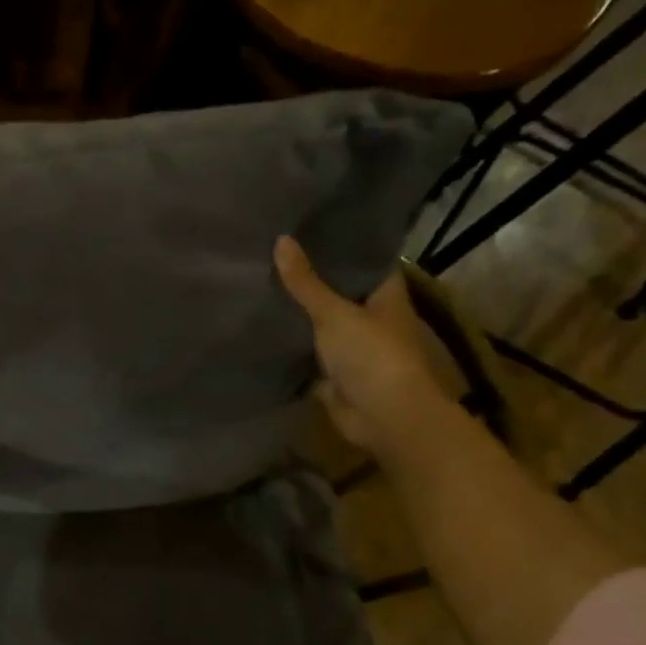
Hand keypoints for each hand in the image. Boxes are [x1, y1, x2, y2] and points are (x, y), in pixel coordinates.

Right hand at [273, 236, 449, 455]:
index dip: (341, 244)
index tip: (309, 227)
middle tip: (272, 252)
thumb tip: (281, 239)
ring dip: (298, 312)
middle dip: (310, 278)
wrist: (383, 417)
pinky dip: (290, 345)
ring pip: (320, 323)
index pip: (364, 260)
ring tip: (260, 283)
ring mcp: (353, 347)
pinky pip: (308, 353)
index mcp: (385, 295)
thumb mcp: (334, 313)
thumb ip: (306, 282)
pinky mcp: (333, 373)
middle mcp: (371, 317)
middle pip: (338, 291)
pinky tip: (262, 327)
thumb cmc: (372, 356)